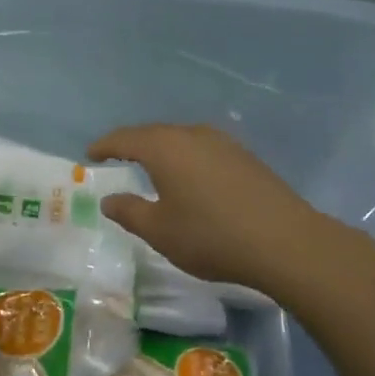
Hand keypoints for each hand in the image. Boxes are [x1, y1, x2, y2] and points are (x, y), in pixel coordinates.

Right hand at [87, 124, 327, 295]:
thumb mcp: (159, 230)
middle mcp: (193, 135)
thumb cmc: (210, 236)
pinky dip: (186, 158)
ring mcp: (223, 143)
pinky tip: (189, 177)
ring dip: (162, 150)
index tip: (90, 153)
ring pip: (181, 139)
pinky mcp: (245, 157)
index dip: (105, 145)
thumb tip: (109, 199)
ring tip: (150, 167)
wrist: (284, 241)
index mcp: (165, 147)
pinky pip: (203, 149)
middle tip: (116, 157)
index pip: (125, 138)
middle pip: (154, 133)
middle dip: (132, 144)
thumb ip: (129, 211)